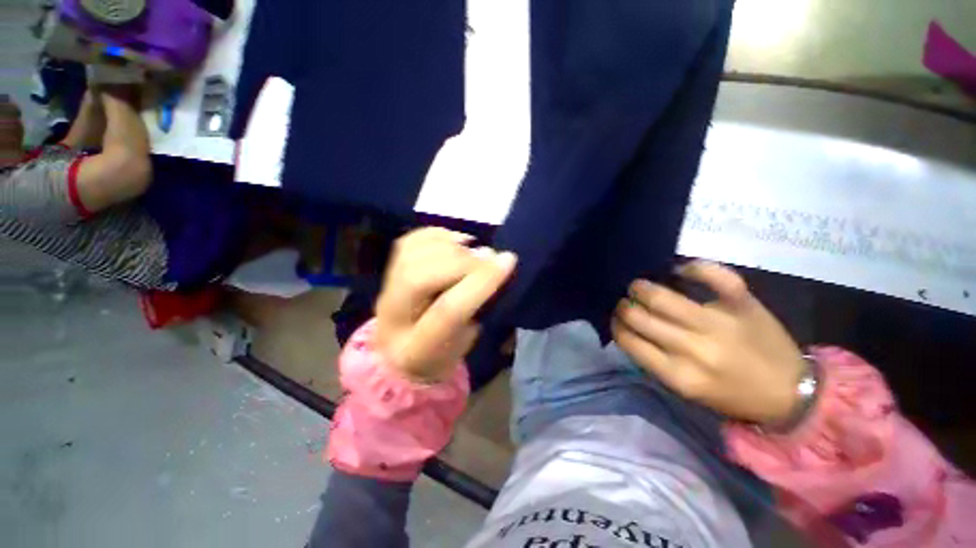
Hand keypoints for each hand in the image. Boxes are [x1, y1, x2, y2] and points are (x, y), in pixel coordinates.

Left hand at [375, 228, 516, 382]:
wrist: (399, 354)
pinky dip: (437, 235)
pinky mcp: (387, 271)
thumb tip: (489, 260)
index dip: (481, 281)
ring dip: (450, 246)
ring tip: (472, 250)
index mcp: (417, 350)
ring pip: (410, 254)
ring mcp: (384, 291)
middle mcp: (392, 319)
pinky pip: (409, 241)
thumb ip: (479, 306)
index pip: (448, 311)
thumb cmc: (441, 352)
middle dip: (463, 261)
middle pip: (421, 277)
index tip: (508, 260)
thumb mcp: (467, 342)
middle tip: (488, 258)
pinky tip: (455, 242)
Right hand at [612, 261, 805, 425]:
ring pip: (661, 296)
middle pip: (638, 316)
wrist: (791, 393)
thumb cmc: (731, 394)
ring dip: (641, 287)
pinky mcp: (743, 304)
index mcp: (678, 375)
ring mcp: (718, 323)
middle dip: (624, 306)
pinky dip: (694, 268)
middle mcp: (693, 348)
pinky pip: (714, 276)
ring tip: (639, 287)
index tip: (616, 319)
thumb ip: (653, 361)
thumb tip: (628, 329)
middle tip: (625, 302)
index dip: (616, 325)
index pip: (628, 340)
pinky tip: (681, 270)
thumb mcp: (685, 389)